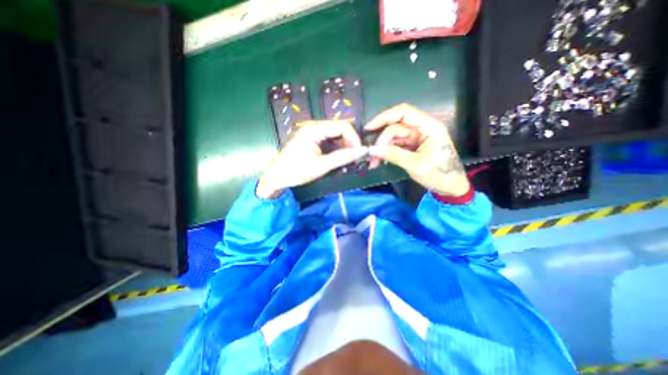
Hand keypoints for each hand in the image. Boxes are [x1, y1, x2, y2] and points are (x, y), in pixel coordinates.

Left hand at [256, 122, 370, 198]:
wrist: (276, 178)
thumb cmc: (296, 172)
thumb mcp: (321, 166)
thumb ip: (343, 157)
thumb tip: (362, 151)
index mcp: (313, 129)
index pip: (341, 126)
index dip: (354, 138)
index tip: (360, 152)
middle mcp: (312, 127)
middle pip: (338, 129)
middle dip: (349, 142)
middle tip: (355, 157)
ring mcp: (310, 133)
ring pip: (334, 135)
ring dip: (343, 146)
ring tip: (348, 159)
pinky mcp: (310, 140)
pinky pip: (327, 141)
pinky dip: (335, 149)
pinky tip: (338, 158)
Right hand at [365, 102, 468, 195]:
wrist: (450, 187)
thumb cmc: (439, 174)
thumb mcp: (415, 165)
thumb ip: (393, 155)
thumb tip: (372, 150)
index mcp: (429, 126)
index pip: (403, 112)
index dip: (383, 117)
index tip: (368, 128)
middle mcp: (422, 127)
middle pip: (396, 125)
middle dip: (381, 138)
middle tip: (370, 153)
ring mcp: (417, 136)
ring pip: (393, 136)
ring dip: (382, 147)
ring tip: (373, 161)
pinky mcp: (412, 145)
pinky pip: (395, 144)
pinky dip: (386, 151)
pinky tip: (379, 160)